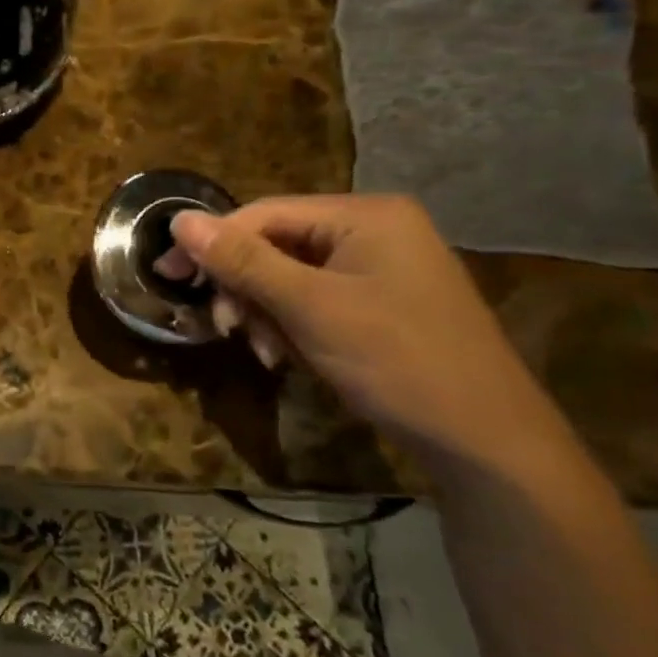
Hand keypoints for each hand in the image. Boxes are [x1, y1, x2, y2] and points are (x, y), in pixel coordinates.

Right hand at [162, 194, 570, 461]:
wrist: (487, 442)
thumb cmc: (397, 361)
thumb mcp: (309, 308)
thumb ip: (243, 261)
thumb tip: (179, 219)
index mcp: (366, 215)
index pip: (266, 213)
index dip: (213, 243)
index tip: (170, 277)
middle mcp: (375, 230)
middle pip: (278, 244)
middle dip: (246, 289)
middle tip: (226, 329)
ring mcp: (383, 268)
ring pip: (292, 277)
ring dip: (266, 312)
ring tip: (266, 353)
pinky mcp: (383, 303)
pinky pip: (316, 300)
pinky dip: (293, 325)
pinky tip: (288, 357)